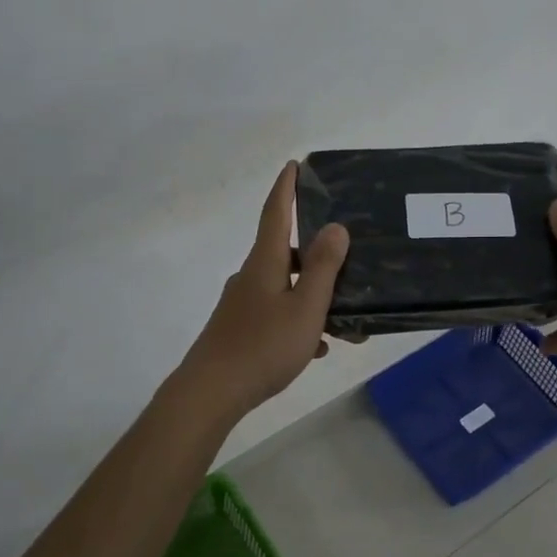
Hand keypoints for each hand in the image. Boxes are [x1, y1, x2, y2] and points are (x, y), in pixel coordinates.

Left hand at [175, 162, 349, 420]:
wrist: (211, 392)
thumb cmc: (263, 346)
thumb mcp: (305, 307)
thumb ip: (323, 268)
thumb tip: (335, 227)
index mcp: (265, 263)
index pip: (276, 213)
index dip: (286, 188)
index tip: (294, 164)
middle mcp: (250, 276)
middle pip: (285, 252)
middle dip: (315, 253)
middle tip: (346, 257)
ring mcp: (242, 304)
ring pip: (285, 287)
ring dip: (313, 296)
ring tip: (344, 320)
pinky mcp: (238, 329)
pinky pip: (276, 314)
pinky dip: (299, 321)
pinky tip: (318, 347)